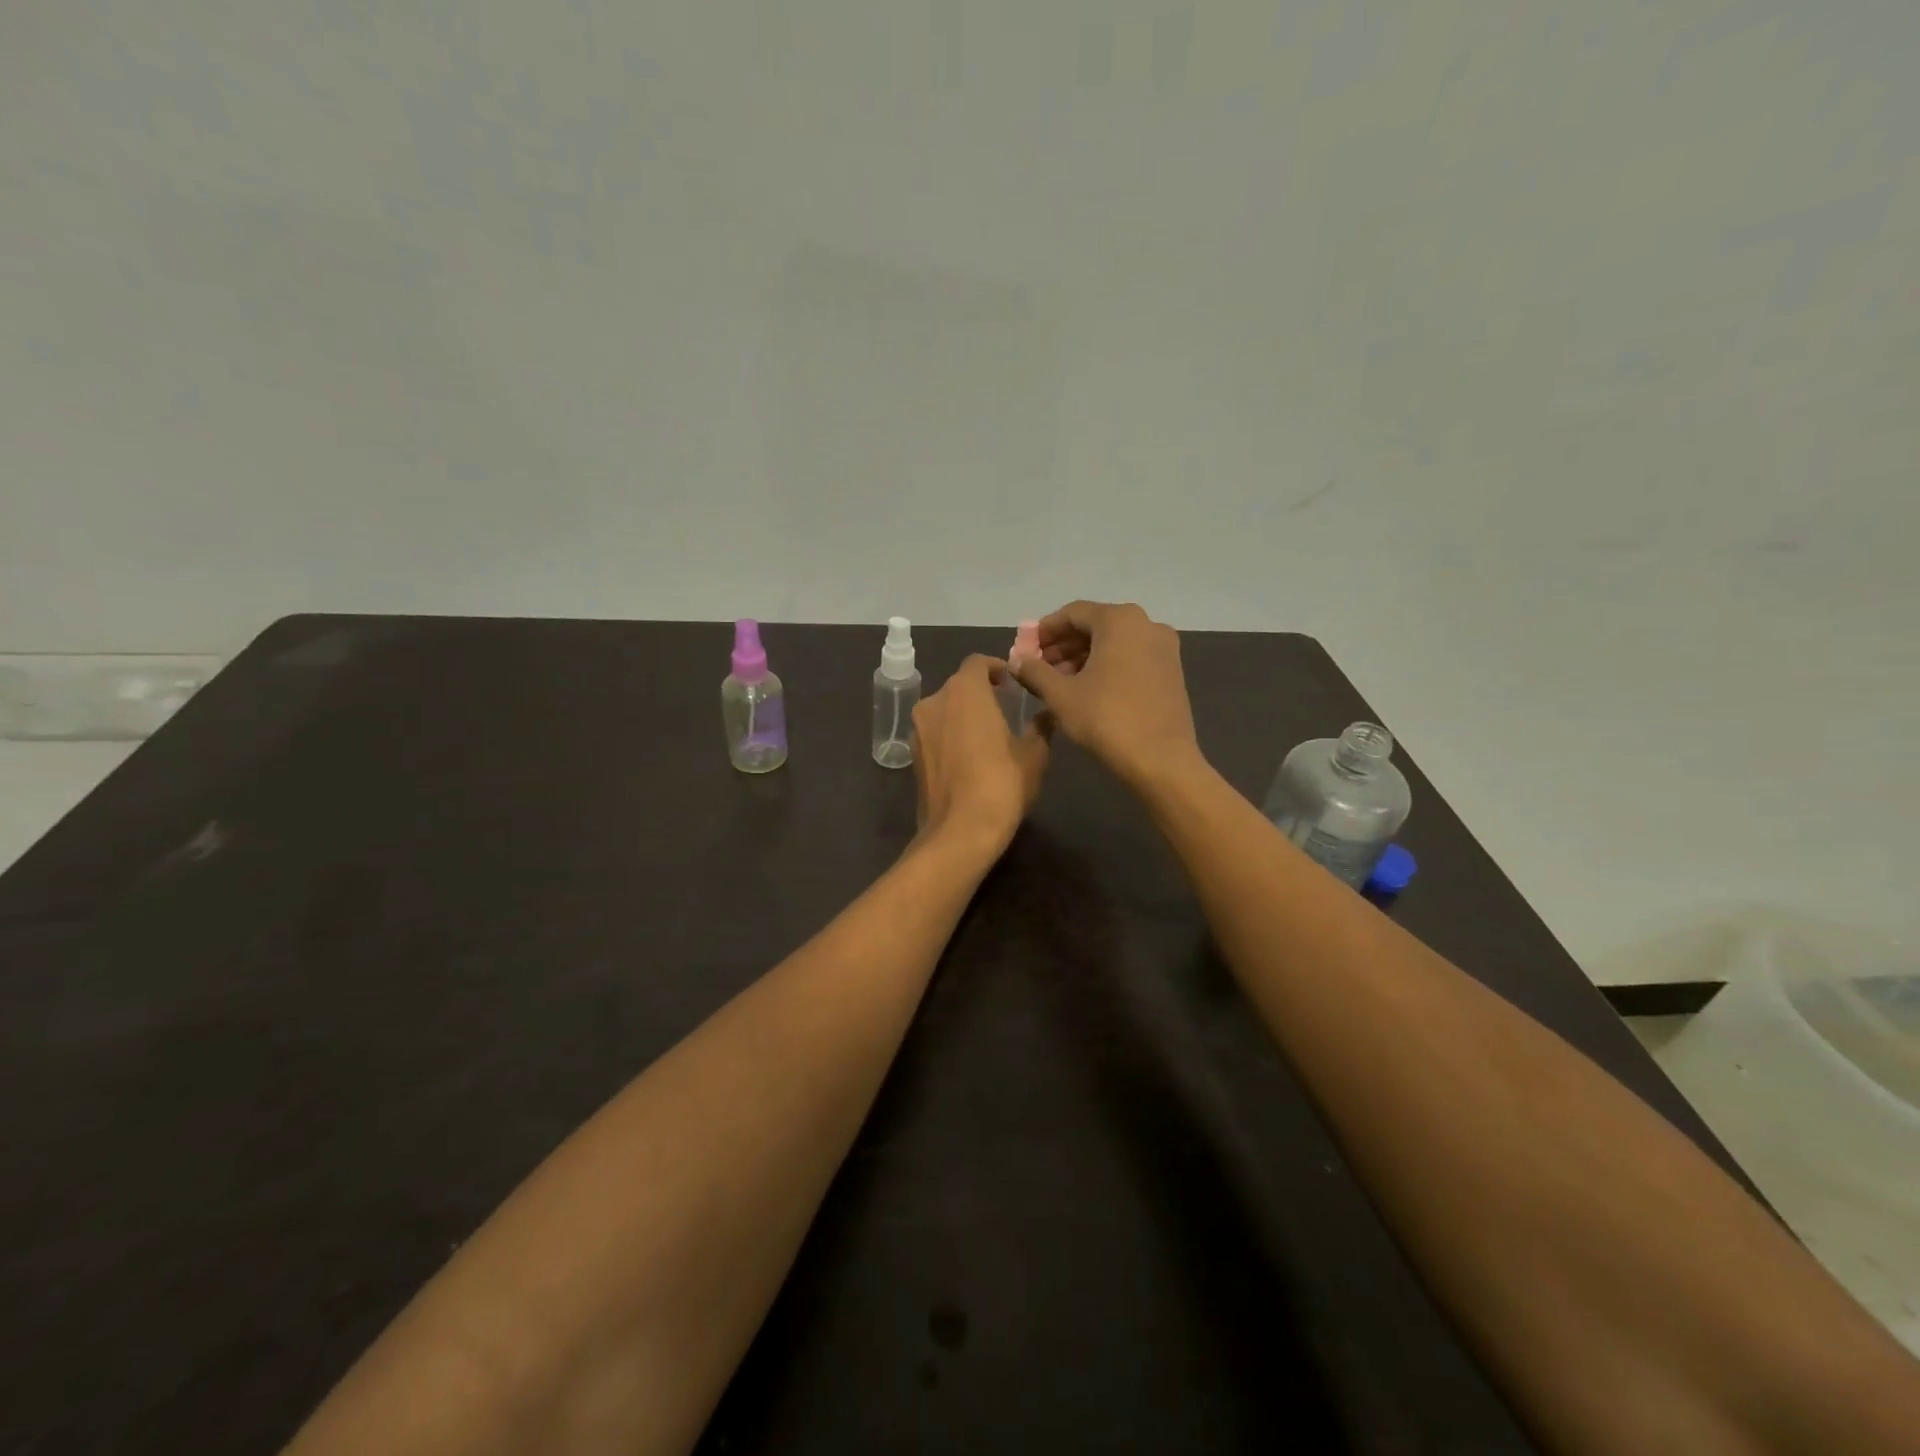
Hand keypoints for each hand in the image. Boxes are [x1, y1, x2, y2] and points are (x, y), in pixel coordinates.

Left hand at [912, 655, 1049, 857]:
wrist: (960, 831)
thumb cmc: (1002, 783)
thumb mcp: (1034, 754)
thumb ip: (1039, 727)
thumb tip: (1047, 715)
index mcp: (964, 691)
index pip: (977, 663)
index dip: (995, 667)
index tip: (1011, 681)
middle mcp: (934, 702)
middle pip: (958, 686)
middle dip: (979, 693)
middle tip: (1003, 708)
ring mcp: (918, 730)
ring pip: (943, 711)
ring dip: (963, 715)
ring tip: (987, 735)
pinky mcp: (912, 756)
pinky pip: (935, 734)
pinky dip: (950, 737)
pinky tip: (970, 758)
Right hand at [1011, 601, 1201, 792]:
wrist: (1161, 760)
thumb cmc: (1107, 720)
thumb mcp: (1061, 695)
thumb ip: (1034, 671)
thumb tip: (1015, 660)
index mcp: (1119, 620)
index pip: (1072, 613)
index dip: (1044, 630)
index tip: (1025, 649)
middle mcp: (1146, 624)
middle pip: (1094, 626)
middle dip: (1063, 645)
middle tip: (1038, 668)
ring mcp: (1164, 647)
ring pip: (1113, 643)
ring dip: (1083, 657)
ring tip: (1058, 683)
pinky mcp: (1172, 670)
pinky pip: (1131, 657)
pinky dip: (1106, 666)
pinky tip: (1087, 690)